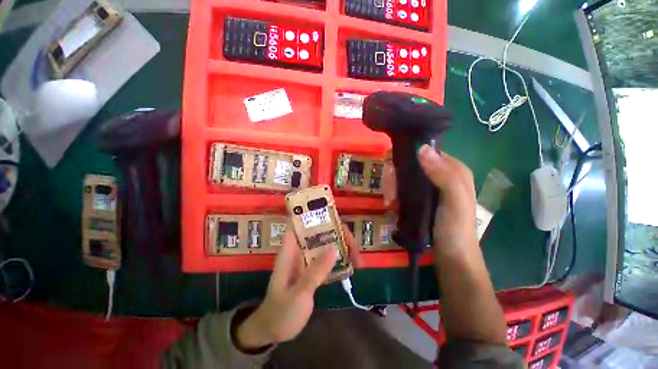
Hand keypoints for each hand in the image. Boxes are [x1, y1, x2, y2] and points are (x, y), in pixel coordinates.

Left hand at [236, 225, 360, 349]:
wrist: (273, 331)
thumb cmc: (281, 312)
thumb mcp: (298, 293)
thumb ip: (315, 272)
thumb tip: (334, 248)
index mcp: (290, 250)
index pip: (299, 223)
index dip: (313, 214)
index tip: (333, 214)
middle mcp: (299, 250)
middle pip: (320, 232)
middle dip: (338, 234)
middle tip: (355, 246)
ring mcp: (307, 259)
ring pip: (326, 244)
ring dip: (342, 247)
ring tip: (358, 258)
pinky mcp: (313, 269)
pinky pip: (328, 258)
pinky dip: (340, 259)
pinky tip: (352, 265)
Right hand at [382, 145, 477, 255]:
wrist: (452, 258)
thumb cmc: (456, 230)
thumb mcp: (455, 202)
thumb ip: (444, 175)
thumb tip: (422, 149)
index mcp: (452, 169)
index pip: (424, 152)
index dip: (406, 159)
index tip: (393, 173)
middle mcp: (439, 174)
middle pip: (410, 166)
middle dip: (395, 178)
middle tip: (390, 195)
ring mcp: (428, 187)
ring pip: (403, 177)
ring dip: (392, 188)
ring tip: (390, 203)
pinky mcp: (419, 198)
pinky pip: (401, 189)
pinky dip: (394, 194)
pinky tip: (391, 205)